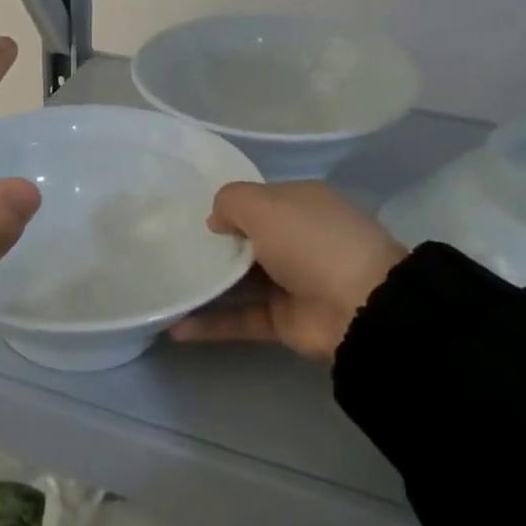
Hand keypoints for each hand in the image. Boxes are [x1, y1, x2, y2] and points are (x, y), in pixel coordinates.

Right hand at [170, 181, 405, 362]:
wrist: (361, 307)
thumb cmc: (311, 241)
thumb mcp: (265, 205)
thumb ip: (231, 202)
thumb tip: (216, 221)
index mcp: (300, 204)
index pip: (257, 200)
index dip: (226, 207)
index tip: (188, 216)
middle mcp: (295, 240)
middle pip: (246, 241)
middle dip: (211, 246)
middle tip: (167, 250)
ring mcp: (290, 282)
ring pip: (239, 282)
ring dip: (205, 285)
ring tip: (163, 286)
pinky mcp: (282, 321)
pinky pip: (239, 319)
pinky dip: (209, 324)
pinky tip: (173, 326)